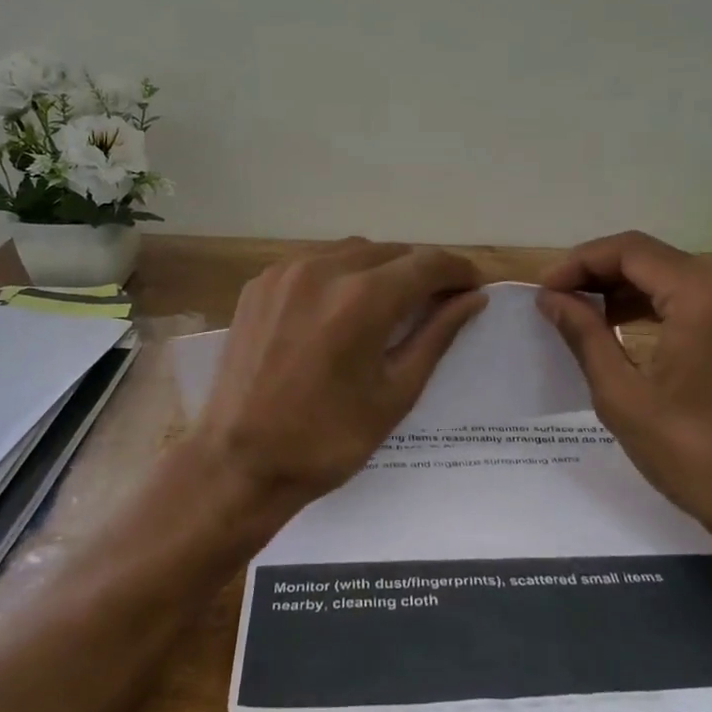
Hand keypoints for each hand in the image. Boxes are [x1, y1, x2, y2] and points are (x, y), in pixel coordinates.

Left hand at [191, 240, 486, 513]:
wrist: (238, 461)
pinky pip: (314, 262)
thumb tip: (473, 298)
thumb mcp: (395, 393)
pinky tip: (341, 307)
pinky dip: (340, 274)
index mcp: (363, 299)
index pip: (427, 264)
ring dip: (381, 268)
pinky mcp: (260, 283)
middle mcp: (324, 269)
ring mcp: (285, 272)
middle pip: (391, 251)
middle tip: (437, 300)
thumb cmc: (327, 439)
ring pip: (352, 250)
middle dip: (421, 271)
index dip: (457, 271)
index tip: (473, 286)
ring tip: (391, 303)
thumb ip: (436, 336)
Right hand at [538, 231, 711, 555]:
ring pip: (668, 274)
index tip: (544, 290)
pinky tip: (619, 326)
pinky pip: (688, 297)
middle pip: (649, 256)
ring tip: (580, 312)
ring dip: (621, 286)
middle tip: (556, 299)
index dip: (579, 262)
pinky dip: (649, 303)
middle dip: (597, 271)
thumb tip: (551, 298)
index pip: (628, 250)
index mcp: (700, 297)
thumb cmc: (693, 454)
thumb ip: (584, 335)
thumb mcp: (623, 395)